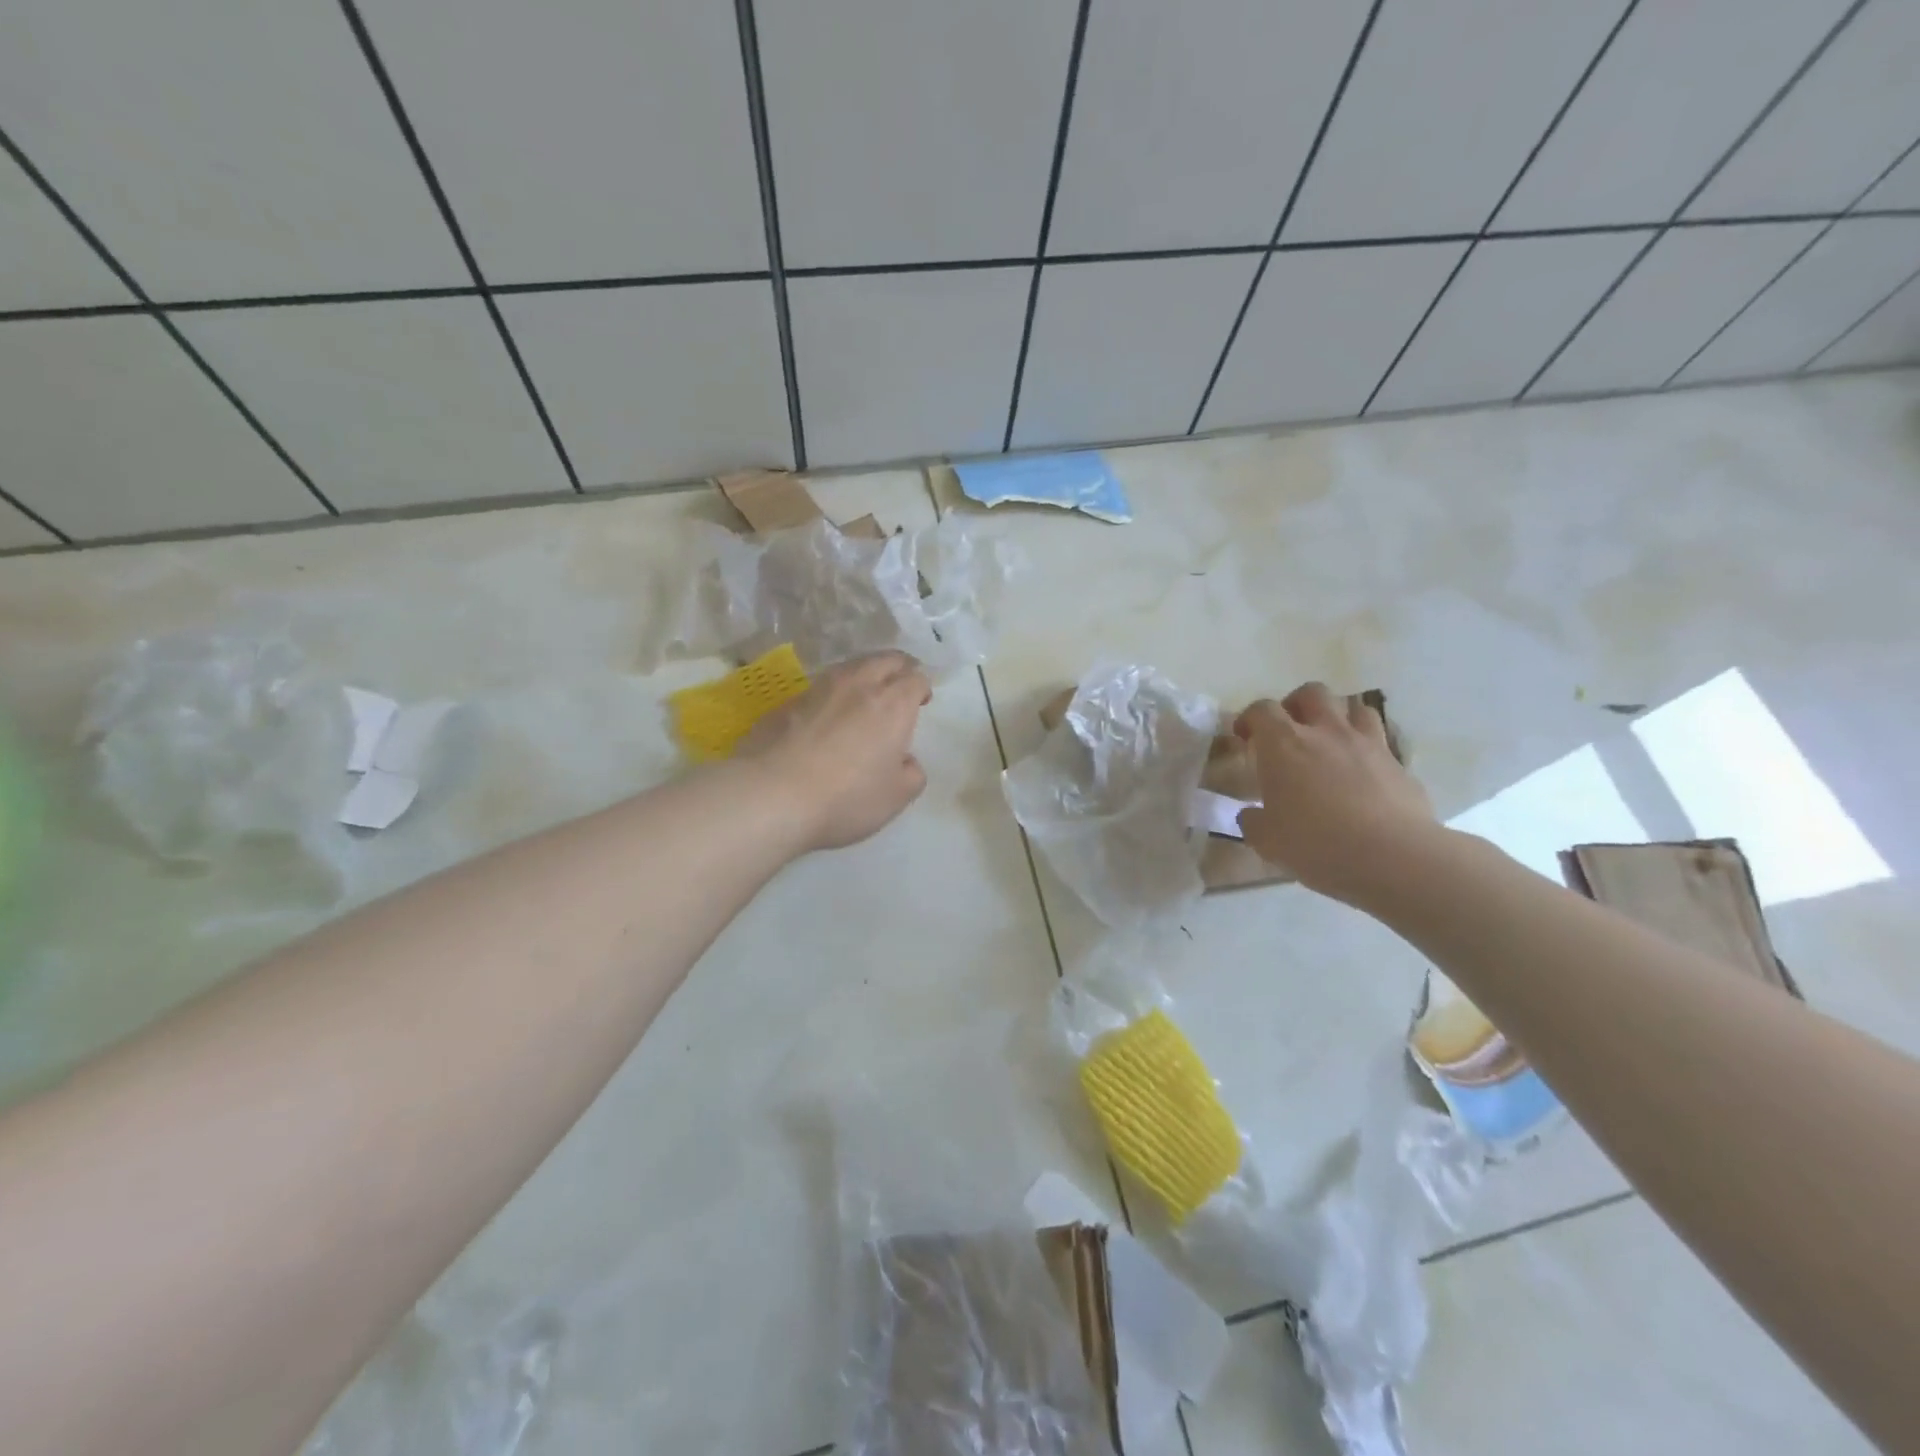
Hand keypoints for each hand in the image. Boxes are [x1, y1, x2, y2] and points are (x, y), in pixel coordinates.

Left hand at [736, 652, 931, 850]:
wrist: (771, 795)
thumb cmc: (846, 797)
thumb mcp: (896, 797)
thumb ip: (911, 773)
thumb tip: (904, 761)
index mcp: (892, 703)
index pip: (915, 677)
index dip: (921, 687)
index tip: (921, 702)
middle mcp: (858, 684)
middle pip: (885, 659)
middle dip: (897, 668)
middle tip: (899, 688)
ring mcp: (818, 689)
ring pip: (849, 668)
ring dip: (863, 676)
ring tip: (863, 699)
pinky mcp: (787, 702)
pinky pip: (819, 688)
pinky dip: (831, 695)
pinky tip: (825, 718)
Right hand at [1234, 682, 1435, 903]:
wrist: (1393, 858)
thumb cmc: (1317, 844)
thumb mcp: (1268, 841)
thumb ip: (1253, 822)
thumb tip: (1250, 815)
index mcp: (1284, 745)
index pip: (1261, 710)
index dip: (1250, 719)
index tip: (1245, 737)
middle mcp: (1325, 732)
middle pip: (1311, 693)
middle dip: (1295, 705)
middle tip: (1289, 731)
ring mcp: (1367, 744)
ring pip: (1354, 707)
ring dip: (1338, 717)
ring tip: (1330, 742)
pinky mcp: (1398, 764)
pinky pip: (1381, 740)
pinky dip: (1367, 748)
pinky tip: (1362, 772)